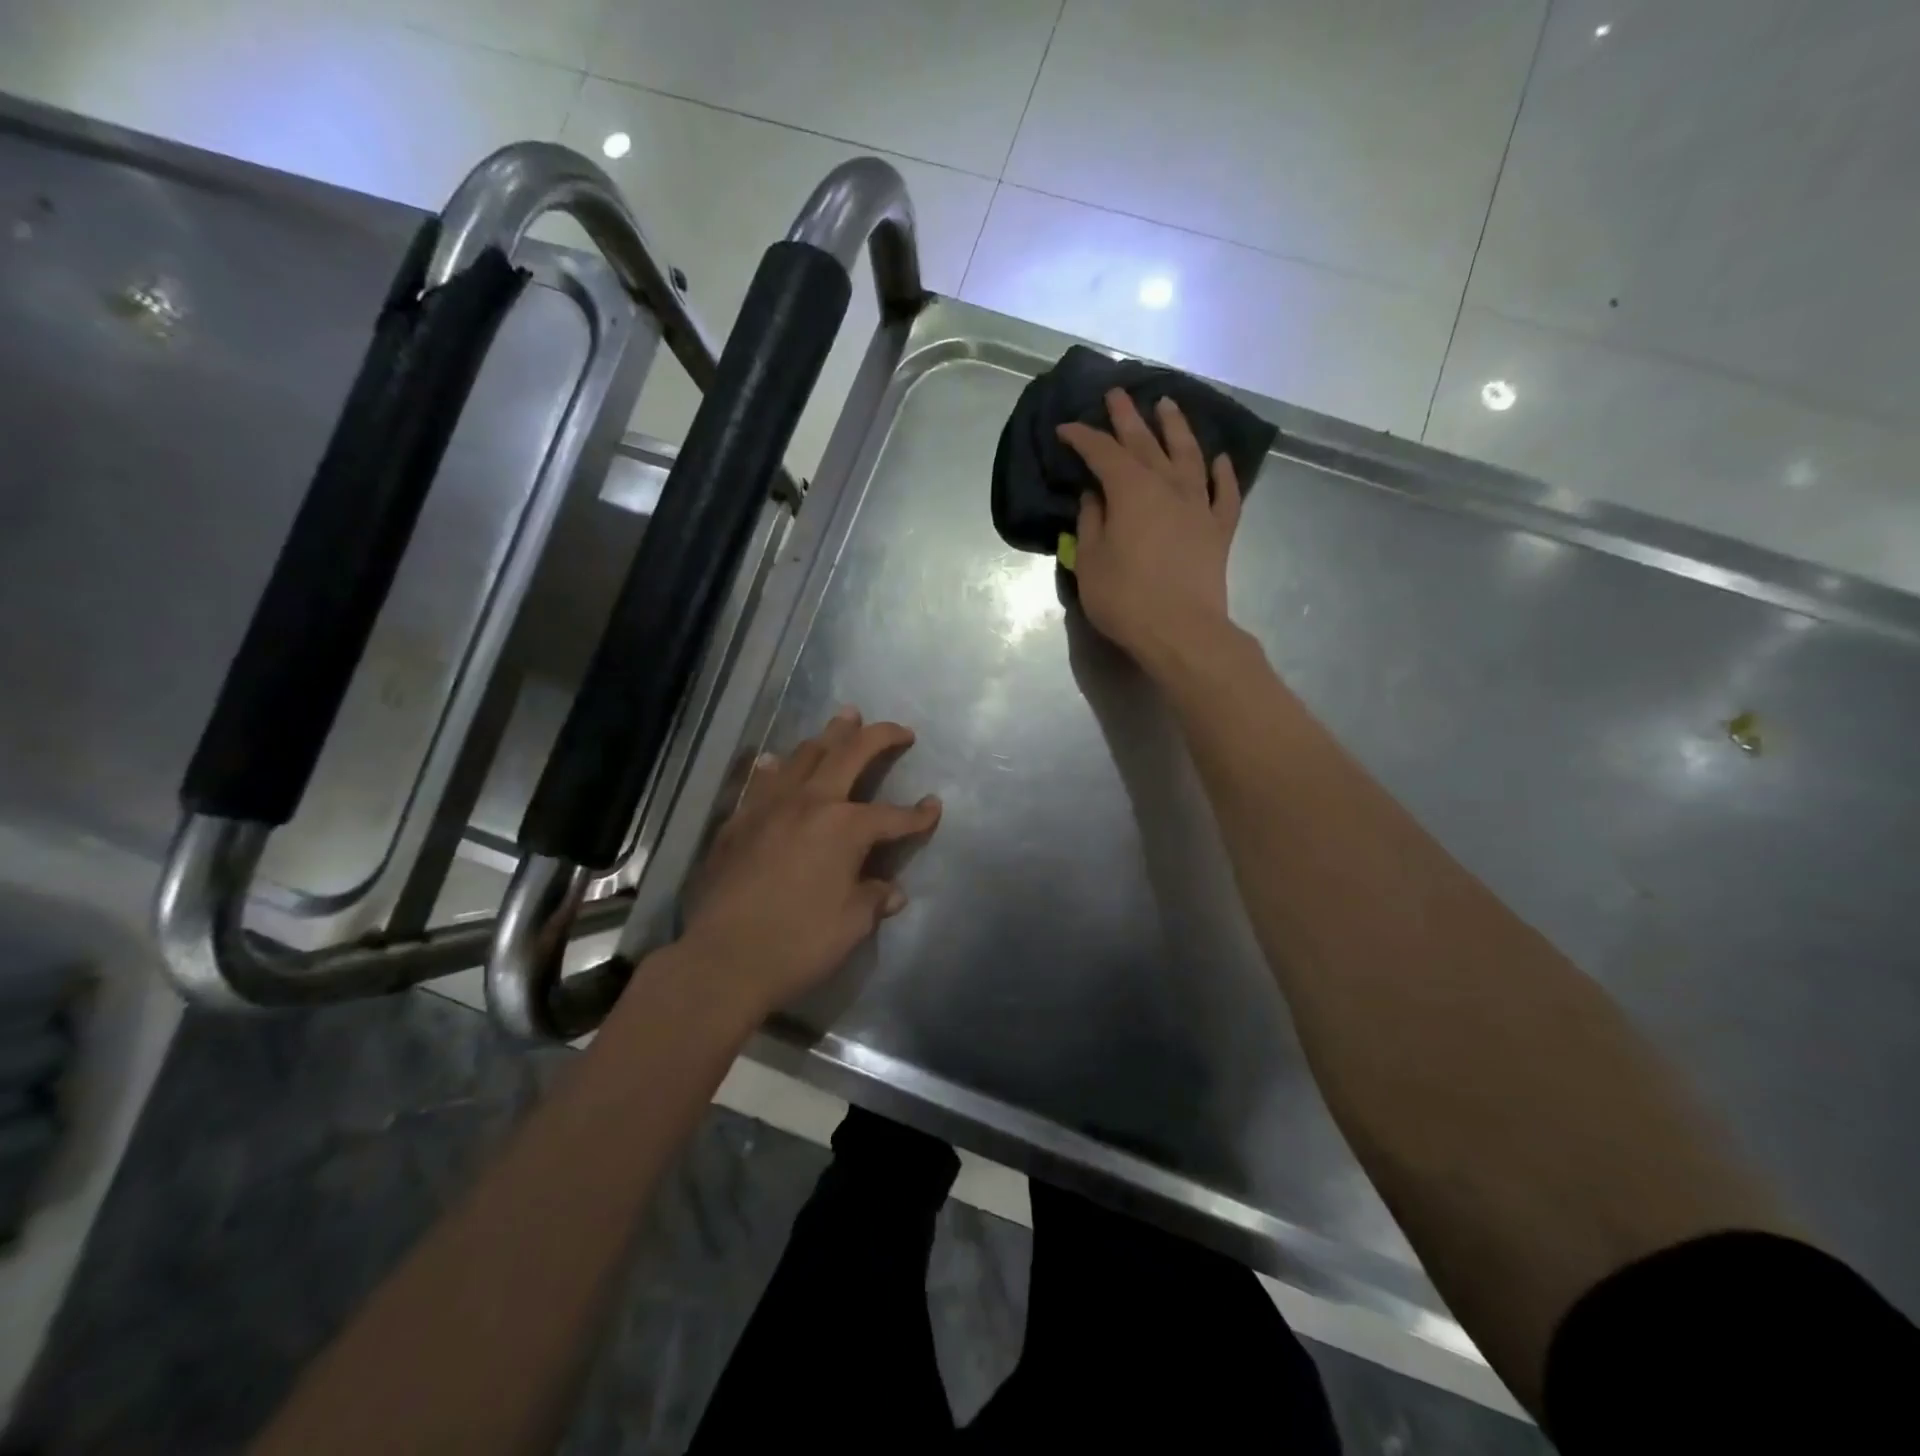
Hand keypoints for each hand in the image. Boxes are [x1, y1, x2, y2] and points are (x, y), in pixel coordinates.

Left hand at [678, 707, 941, 1013]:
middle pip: (850, 754)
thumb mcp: (851, 924)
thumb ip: (873, 898)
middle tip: (899, 730)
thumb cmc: (798, 943)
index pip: (892, 815)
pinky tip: (776, 759)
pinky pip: (762, 781)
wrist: (722, 959)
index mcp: (845, 827)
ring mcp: (769, 807)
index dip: (918, 815)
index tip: (934, 807)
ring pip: (804, 756)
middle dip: (878, 737)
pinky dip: (777, 766)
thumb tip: (890, 891)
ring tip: (845, 719)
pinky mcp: (739, 821)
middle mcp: (810, 803)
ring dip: (829, 735)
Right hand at [1056, 389, 1241, 674]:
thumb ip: (1090, 524)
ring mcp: (1198, 505)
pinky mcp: (1219, 528)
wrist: (1182, 631)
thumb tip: (1094, 497)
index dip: (1083, 438)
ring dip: (1176, 428)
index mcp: (1131, 491)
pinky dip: (1222, 473)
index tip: (1067, 428)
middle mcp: (1168, 486)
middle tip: (1117, 393)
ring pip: (1189, 455)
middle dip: (1127, 417)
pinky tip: (1220, 459)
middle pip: (1145, 443)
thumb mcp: (1091, 563)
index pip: (1103, 453)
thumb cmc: (1126, 599)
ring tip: (1168, 406)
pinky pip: (1224, 493)